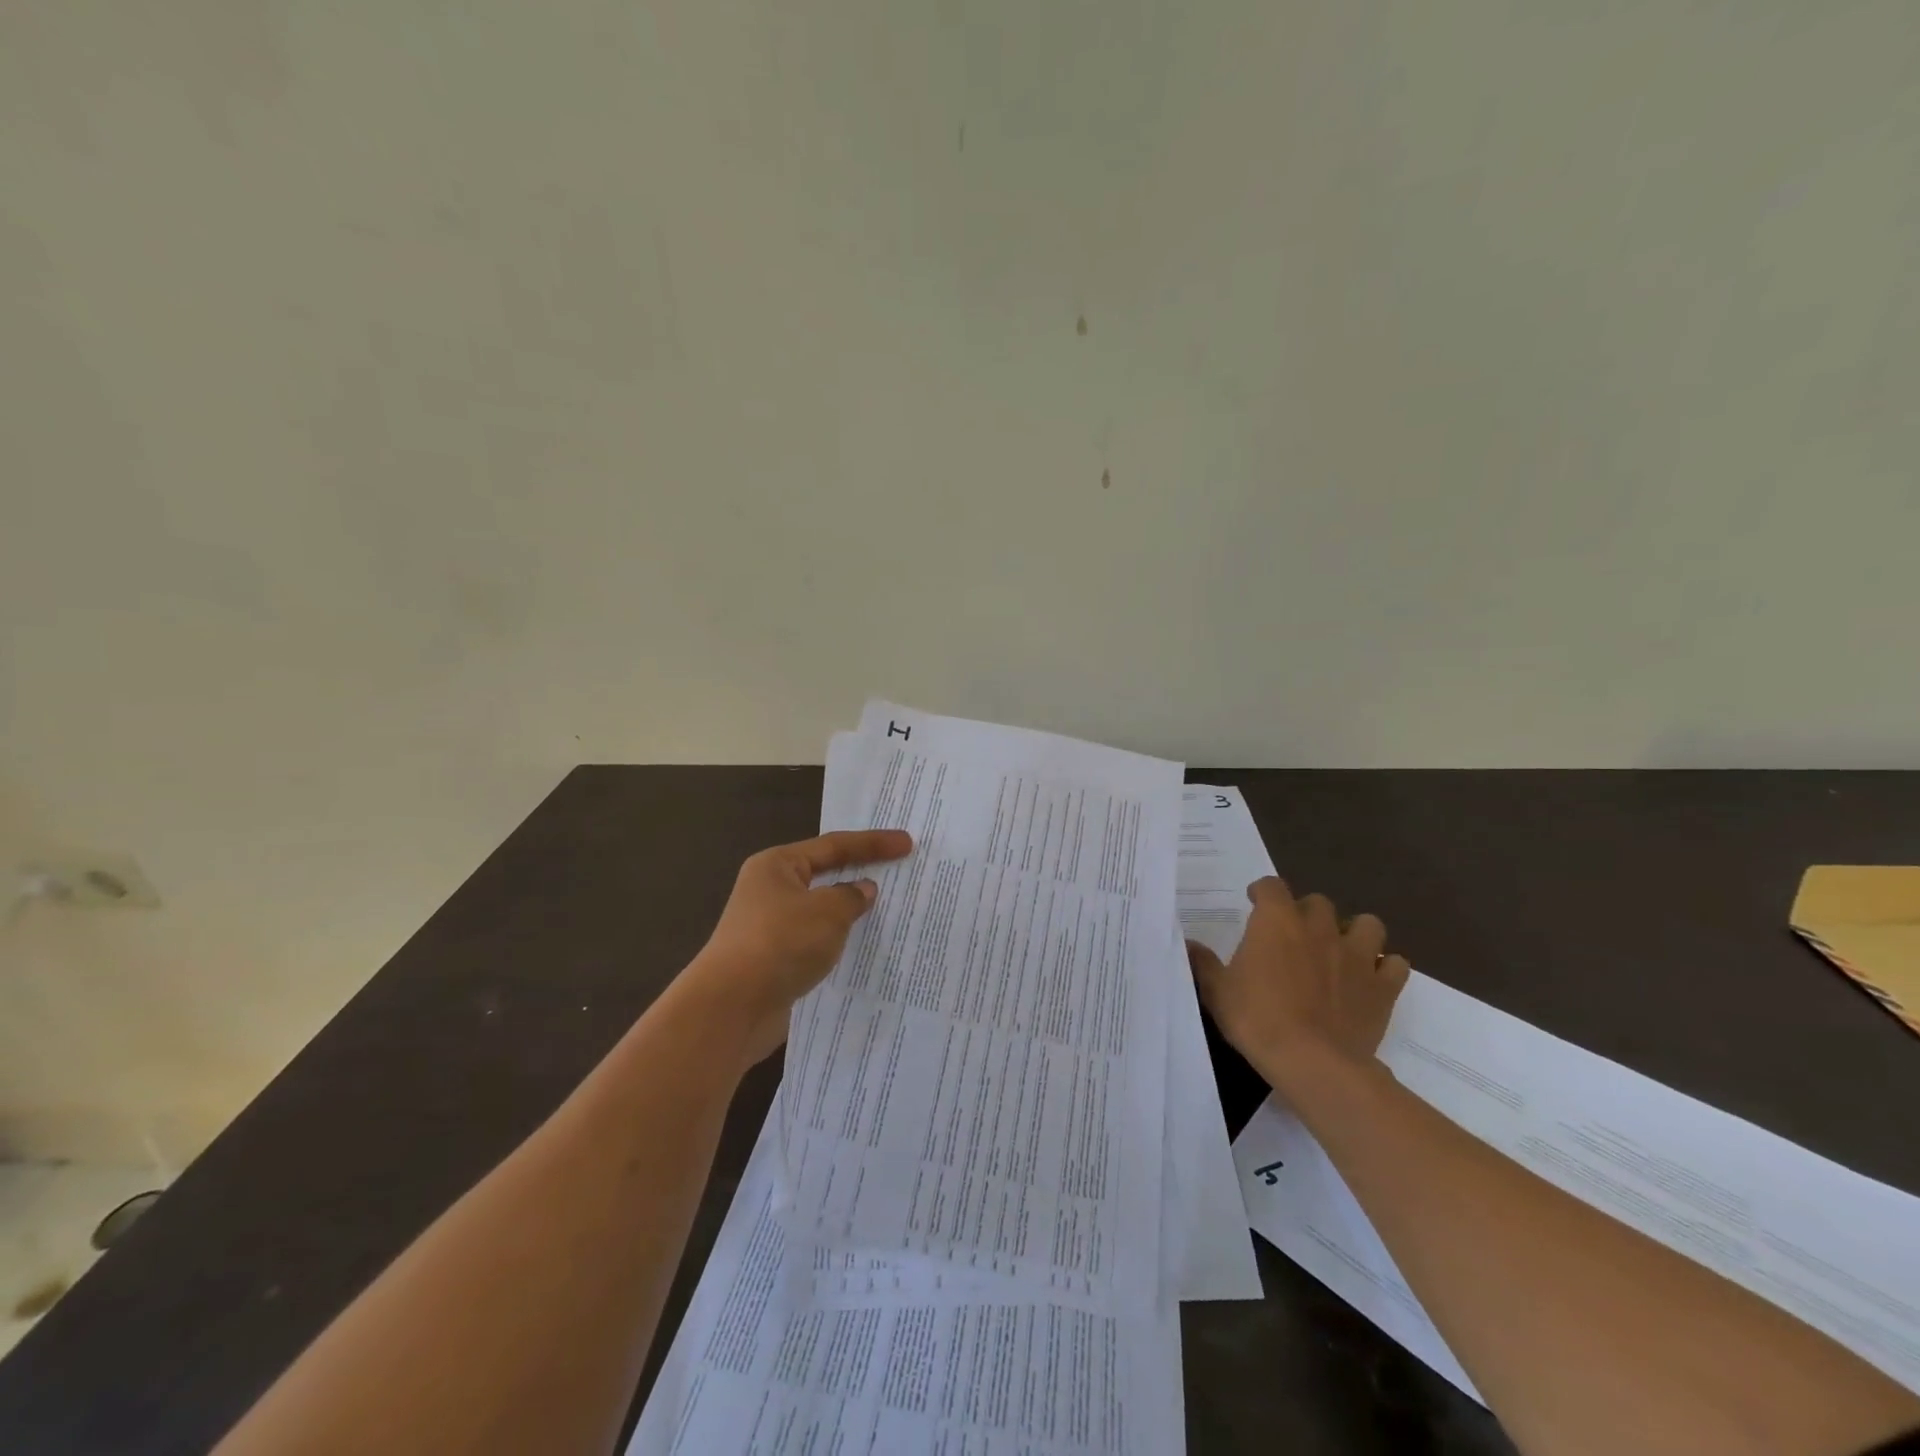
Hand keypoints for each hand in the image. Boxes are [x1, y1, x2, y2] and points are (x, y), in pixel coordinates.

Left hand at [679, 829, 913, 1066]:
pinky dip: (838, 942)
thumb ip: (851, 896)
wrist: (731, 1007)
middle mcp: (770, 890)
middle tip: (898, 872)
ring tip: (888, 912)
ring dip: (849, 913)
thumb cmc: (781, 942)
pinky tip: (861, 950)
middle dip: (860, 875)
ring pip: (821, 912)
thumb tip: (862, 891)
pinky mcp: (774, 961)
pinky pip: (815, 942)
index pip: (834, 845)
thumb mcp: (827, 912)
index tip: (907, 844)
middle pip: (825, 875)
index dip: (873, 843)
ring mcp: (769, 927)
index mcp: (778, 865)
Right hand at [1186, 877, 1409, 1097]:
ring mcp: (1357, 955)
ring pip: (1367, 924)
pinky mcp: (1383, 987)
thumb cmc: (1257, 1019)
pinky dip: (1385, 968)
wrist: (1314, 1062)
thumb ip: (1203, 963)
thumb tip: (1188, 945)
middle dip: (1306, 913)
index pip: (1271, 886)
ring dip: (1354, 932)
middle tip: (1294, 935)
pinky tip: (1371, 980)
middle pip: (1318, 902)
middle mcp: (1318, 928)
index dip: (1262, 892)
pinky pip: (1395, 965)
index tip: (1254, 903)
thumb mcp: (1217, 991)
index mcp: (1276, 922)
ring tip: (1340, 950)